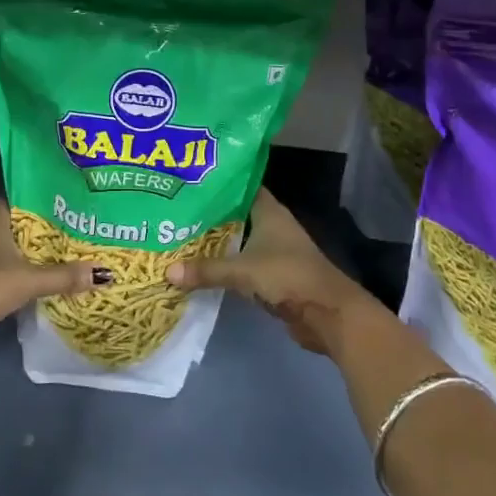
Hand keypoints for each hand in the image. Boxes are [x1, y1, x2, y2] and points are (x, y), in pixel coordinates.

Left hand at [0, 200, 95, 354]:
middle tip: (67, 235)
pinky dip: (11, 276)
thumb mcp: (29, 280)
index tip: (61, 207)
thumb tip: (104, 273)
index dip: (36, 201)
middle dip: (36, 232)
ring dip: (23, 256)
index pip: (16, 200)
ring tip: (54, 259)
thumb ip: (64, 276)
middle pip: (12, 226)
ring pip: (3, 251)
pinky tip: (29, 286)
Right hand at [167, 188, 381, 355]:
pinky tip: (200, 266)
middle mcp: (272, 225)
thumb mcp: (243, 271)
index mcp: (269, 211)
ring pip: (238, 239)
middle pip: (235, 214)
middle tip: (174, 210)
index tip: (189, 181)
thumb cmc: (288, 276)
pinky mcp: (273, 275)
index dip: (217, 183)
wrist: (327, 313)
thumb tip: (167, 271)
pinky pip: (242, 263)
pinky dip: (225, 264)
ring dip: (215, 241)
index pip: (240, 186)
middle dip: (209, 214)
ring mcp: (274, 251)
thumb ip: (206, 270)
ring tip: (180, 236)